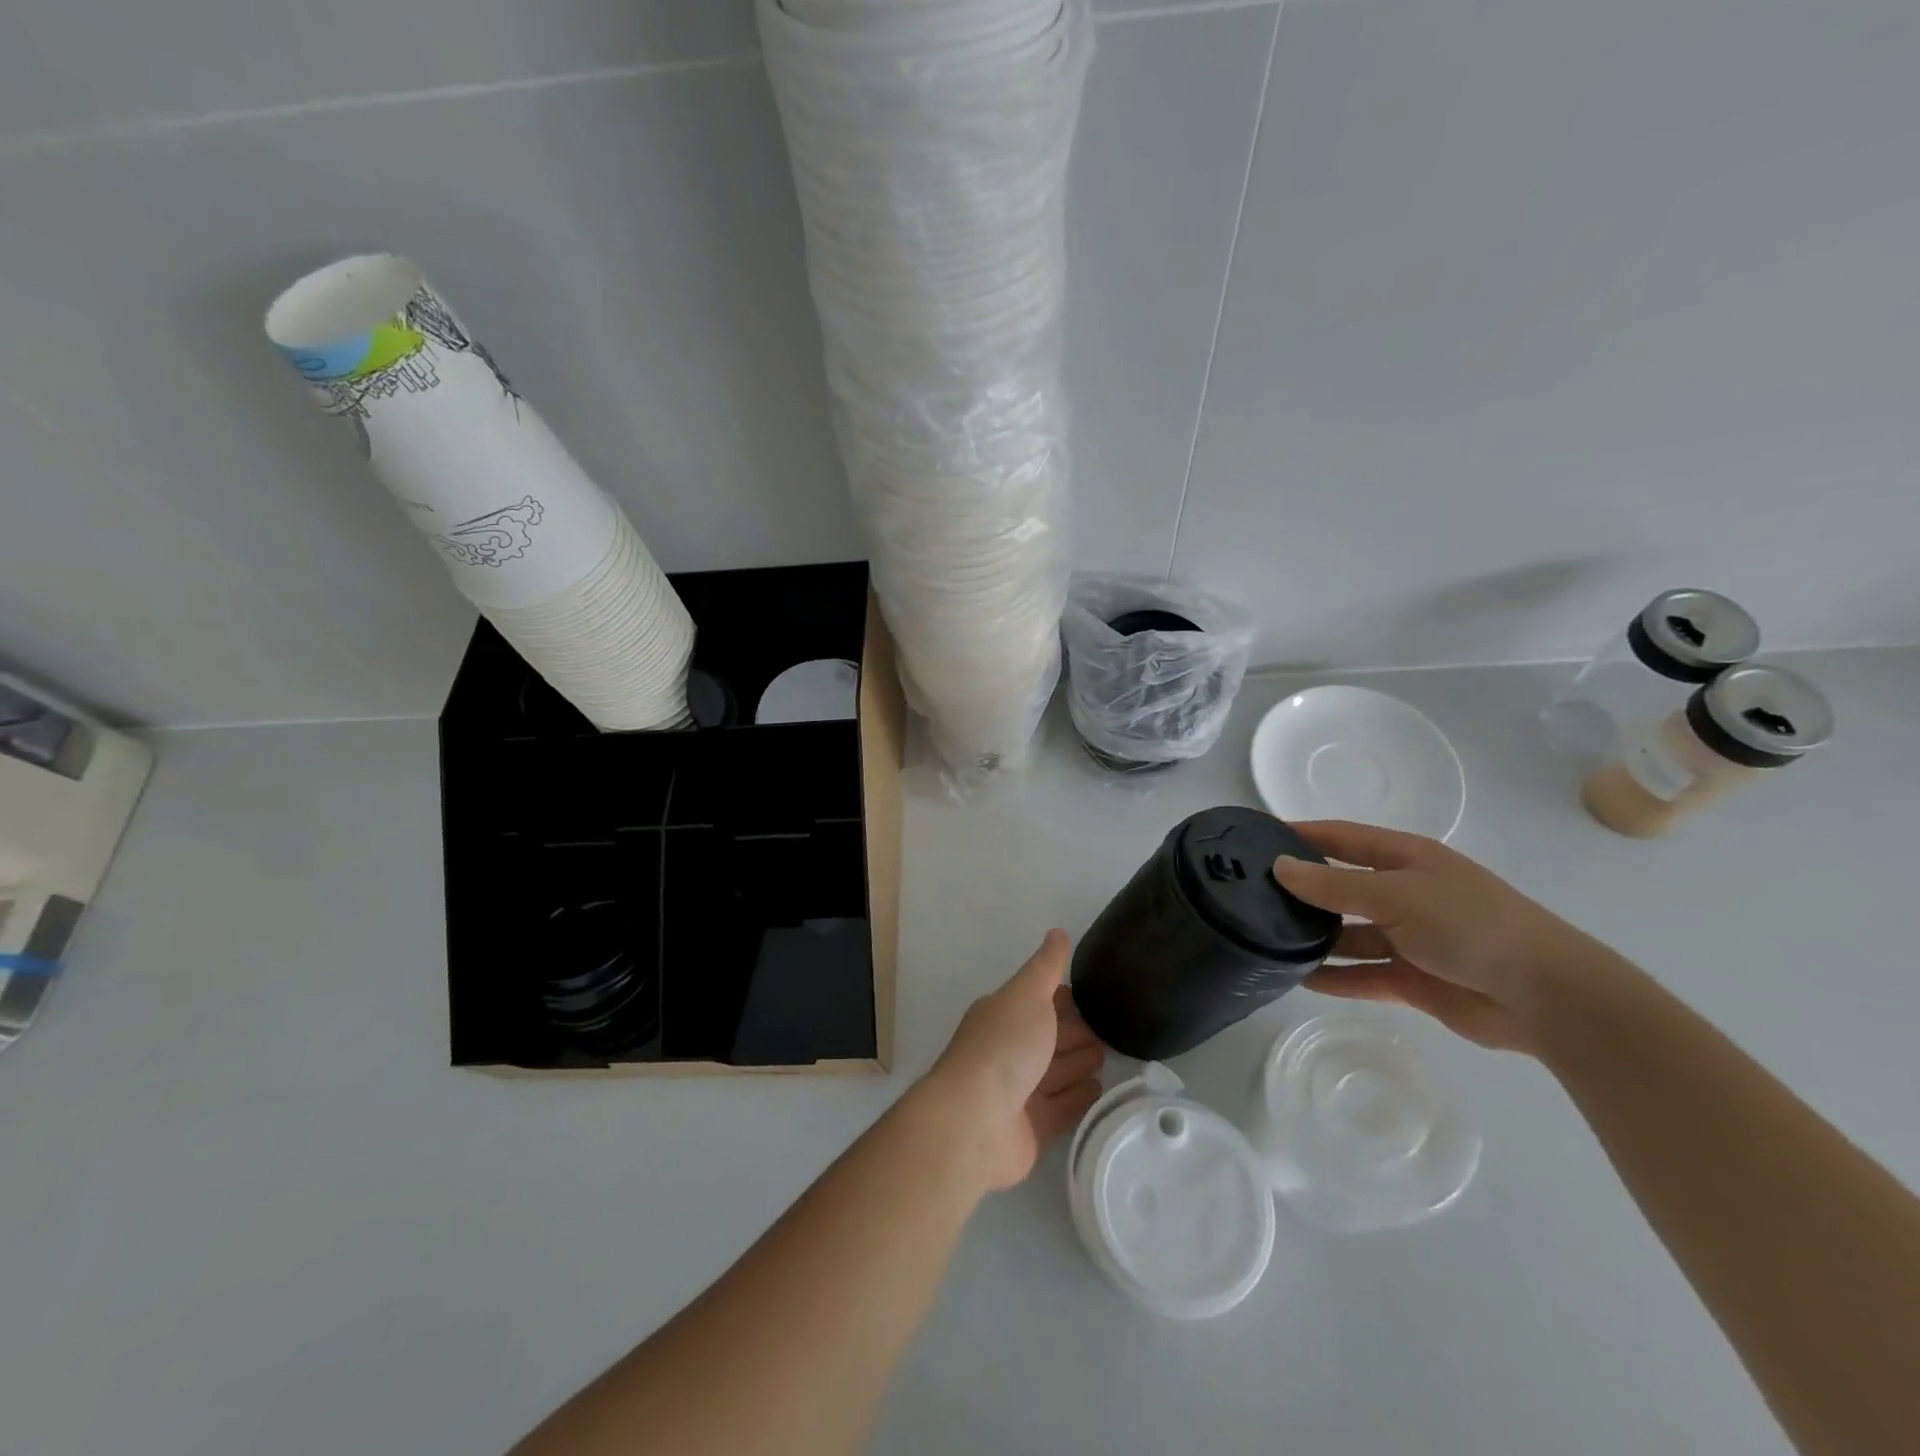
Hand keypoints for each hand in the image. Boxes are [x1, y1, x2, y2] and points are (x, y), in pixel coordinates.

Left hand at [919, 930, 1104, 1191]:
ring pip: (1056, 1072)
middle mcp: (1009, 1050)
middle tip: (1112, 1029)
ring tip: (1109, 1056)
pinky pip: (1061, 1108)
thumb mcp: (1027, 994)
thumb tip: (1057, 932)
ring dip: (1079, 1063)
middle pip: (1049, 1037)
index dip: (1065, 998)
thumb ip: (1046, 966)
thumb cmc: (1003, 1047)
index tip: (1097, 996)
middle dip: (1076, 1031)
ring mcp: (1019, 1091)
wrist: (975, 1121)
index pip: (1039, 1001)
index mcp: (1003, 1015)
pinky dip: (1079, 1097)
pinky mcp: (1032, 1128)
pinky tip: (1099, 1089)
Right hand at [1272, 821, 1624, 1055]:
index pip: (1341, 839)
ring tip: (1267, 941)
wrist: (1549, 998)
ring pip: (1349, 934)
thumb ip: (1334, 886)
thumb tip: (1279, 868)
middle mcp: (1404, 894)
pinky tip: (1300, 981)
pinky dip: (1336, 978)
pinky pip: (1363, 975)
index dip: (1301, 835)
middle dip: (1301, 891)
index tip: (1255, 838)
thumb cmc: (1471, 925)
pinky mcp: (1414, 979)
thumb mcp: (1397, 896)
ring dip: (1315, 939)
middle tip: (1250, 896)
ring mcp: (1409, 938)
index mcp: (1406, 859)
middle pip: (1340, 887)